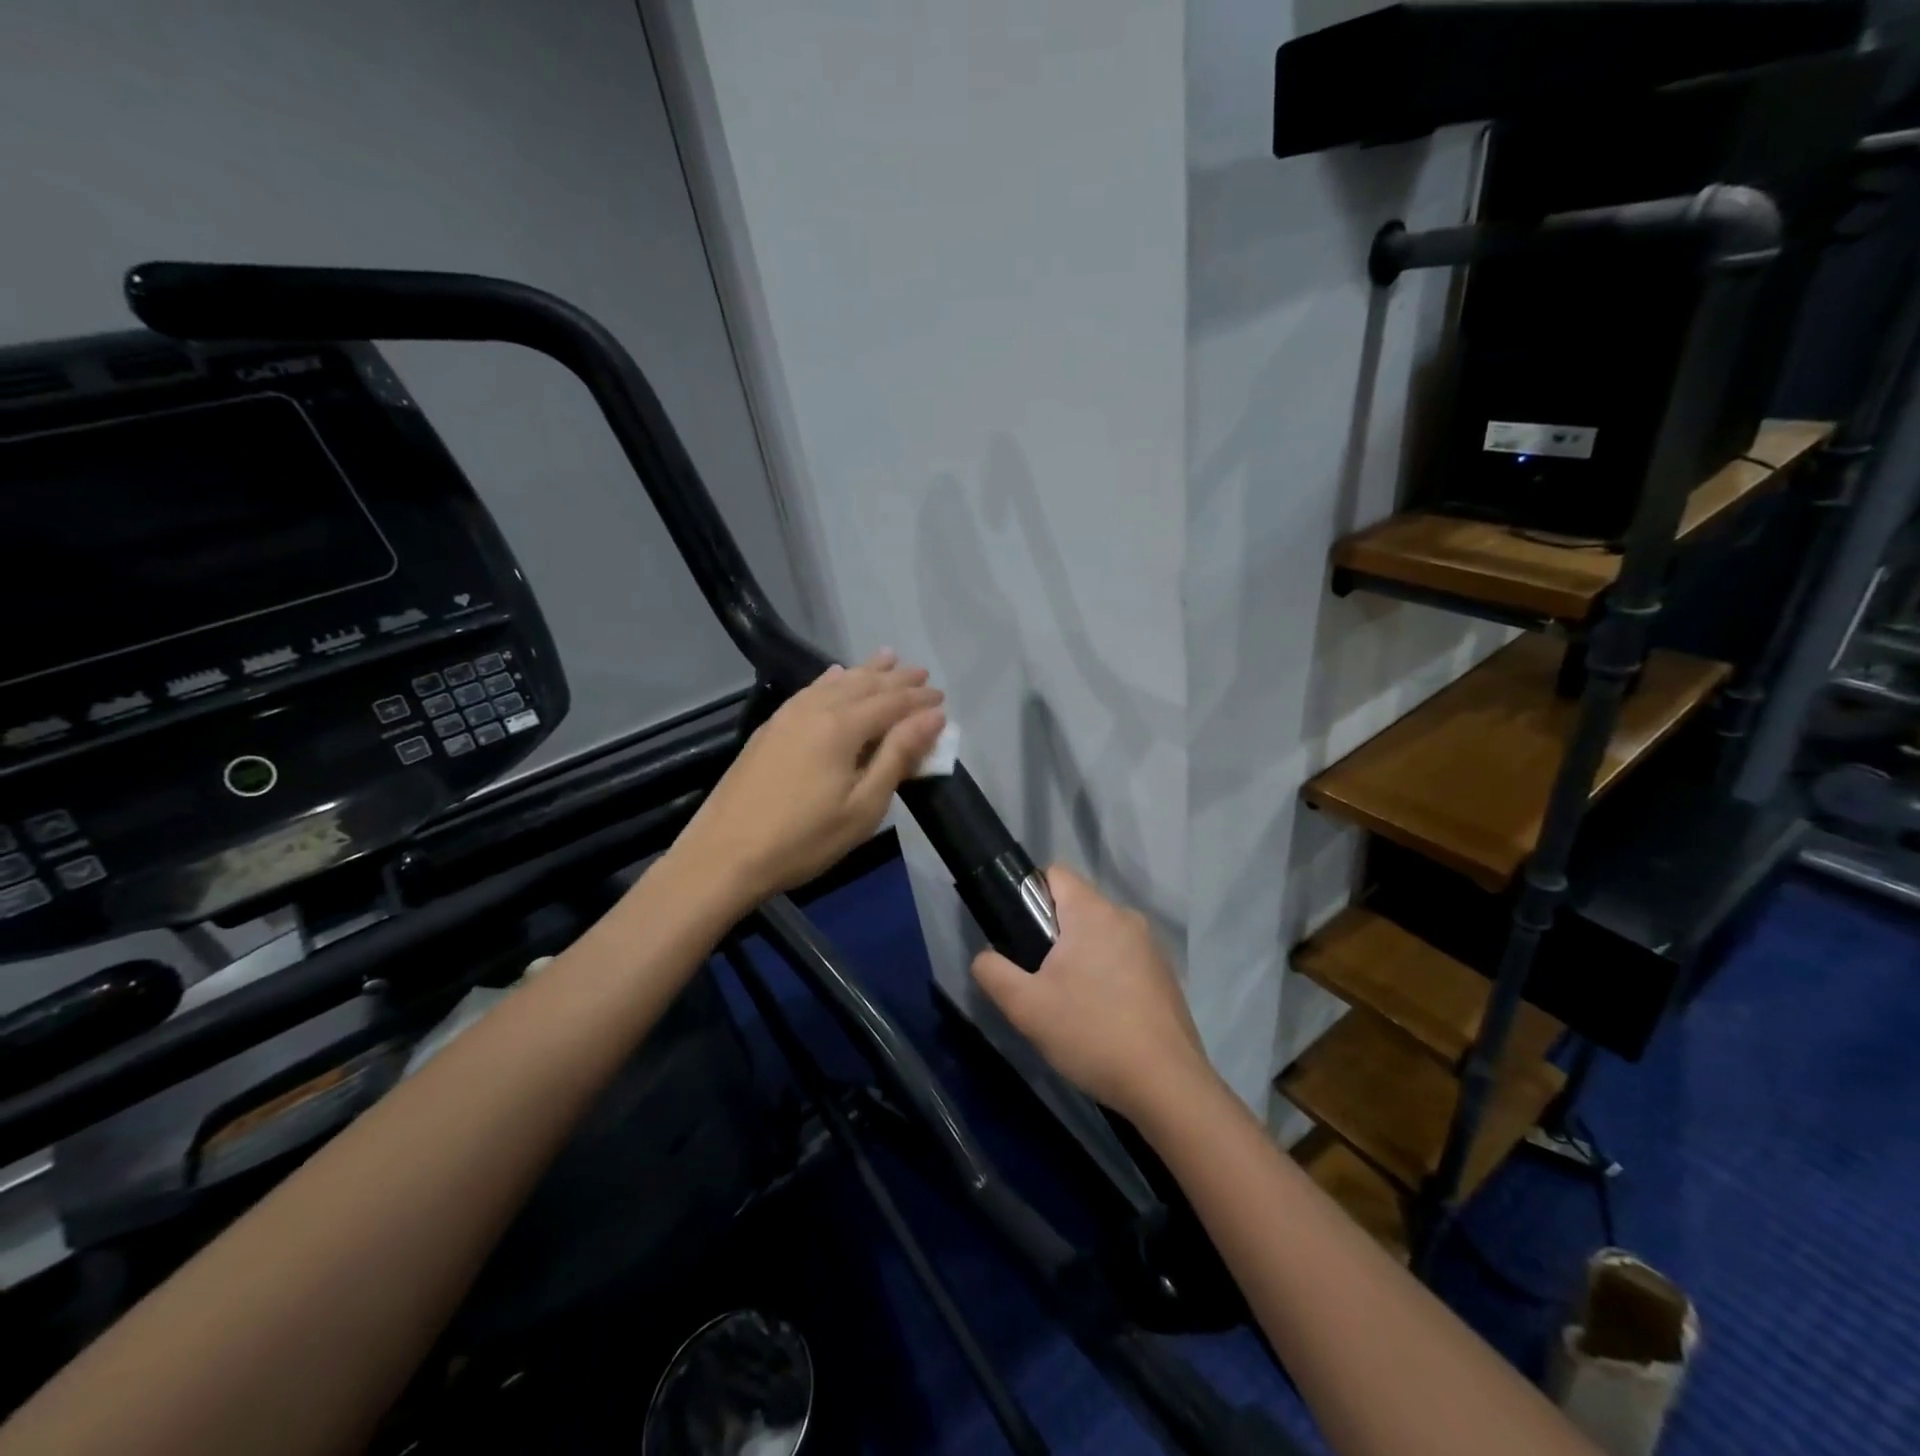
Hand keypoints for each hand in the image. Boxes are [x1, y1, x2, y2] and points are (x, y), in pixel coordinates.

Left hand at [673, 651, 945, 907]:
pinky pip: (810, 690)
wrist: (724, 855)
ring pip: (835, 682)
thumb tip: (932, 718)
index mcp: (842, 727)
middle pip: (864, 685)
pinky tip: (835, 675)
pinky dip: (830, 680)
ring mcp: (787, 716)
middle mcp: (815, 709)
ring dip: (865, 671)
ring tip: (887, 658)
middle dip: (896, 680)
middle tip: (922, 674)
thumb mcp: (864, 805)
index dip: (919, 701)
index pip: (891, 703)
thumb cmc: (804, 838)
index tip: (943, 699)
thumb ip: (898, 756)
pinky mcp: (770, 728)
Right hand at [970, 865, 1214, 1124]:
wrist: (1167, 1085)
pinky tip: (1103, 1019)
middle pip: (1077, 907)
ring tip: (1070, 1005)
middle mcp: (1126, 918)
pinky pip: (1124, 960)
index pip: (1054, 874)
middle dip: (1053, 935)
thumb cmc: (1091, 1033)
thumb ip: (993, 972)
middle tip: (1039, 980)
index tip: (1020, 936)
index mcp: (1093, 912)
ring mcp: (1151, 947)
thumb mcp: (1025, 1007)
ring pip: (1101, 936)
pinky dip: (1108, 977)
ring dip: (1081, 959)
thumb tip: (985, 957)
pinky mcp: (1166, 976)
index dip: (1029, 896)